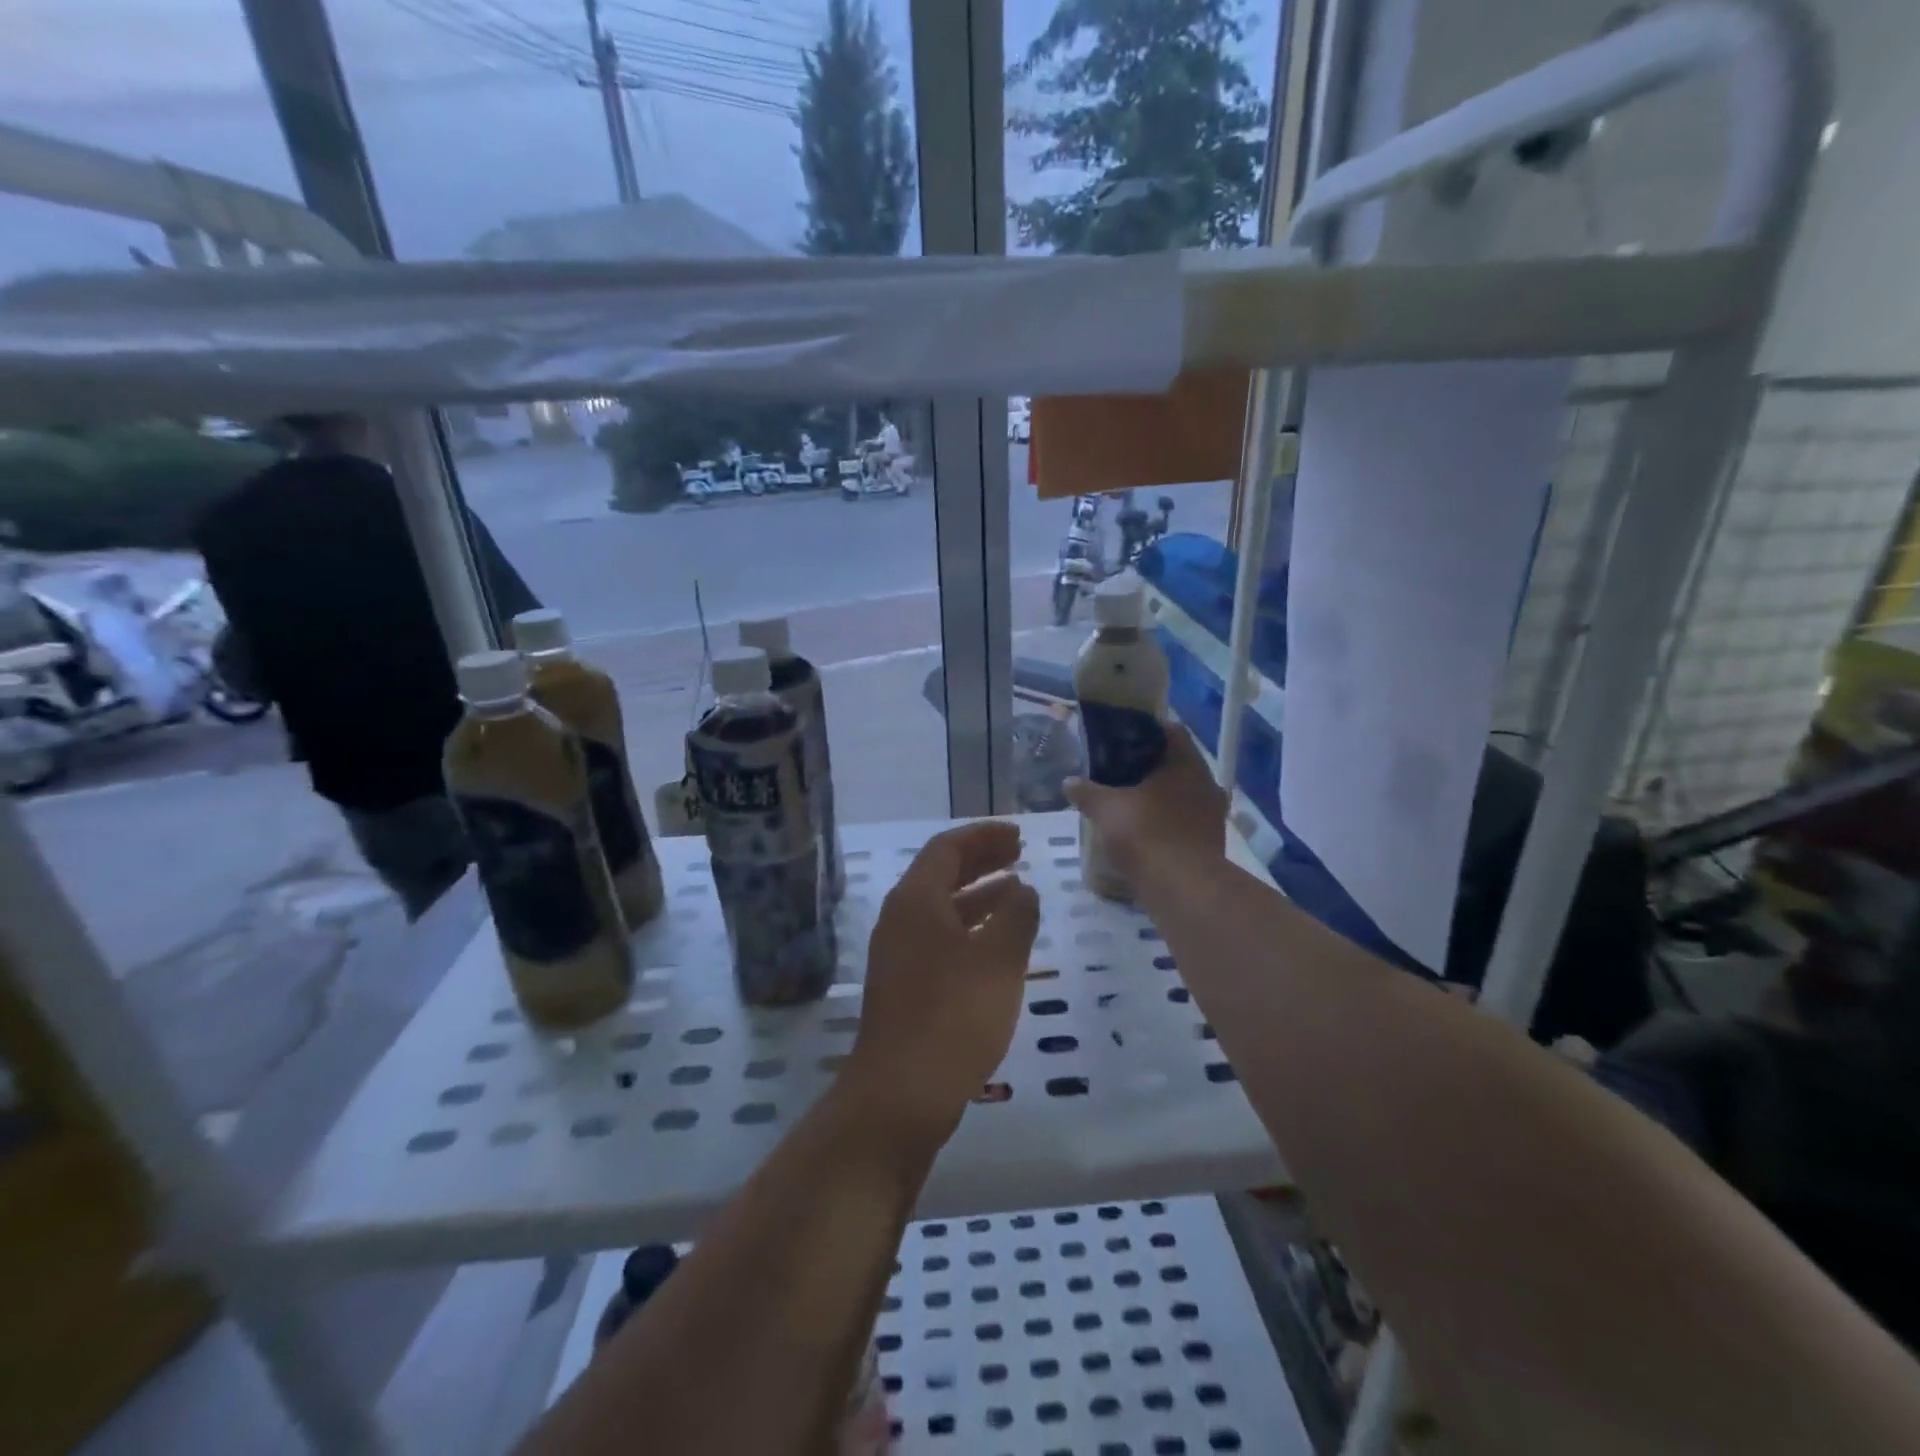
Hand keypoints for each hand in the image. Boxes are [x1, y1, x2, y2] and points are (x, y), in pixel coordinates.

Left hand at [844, 821, 1040, 1153]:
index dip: (984, 835)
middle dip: (981, 859)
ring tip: (1017, 890)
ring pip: (941, 907)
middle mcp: (900, 919)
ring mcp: (899, 953)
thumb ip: (1016, 916)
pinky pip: (940, 936)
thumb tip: (1023, 889)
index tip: (1018, 834)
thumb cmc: (953, 1015)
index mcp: (915, 901)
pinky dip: (970, 927)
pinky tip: (998, 942)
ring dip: (978, 893)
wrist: (901, 1093)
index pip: (947, 847)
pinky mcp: (905, 984)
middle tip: (1019, 853)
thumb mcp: (998, 960)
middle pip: (941, 873)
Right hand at [1065, 724, 1227, 883]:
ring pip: (1181, 796)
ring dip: (1158, 798)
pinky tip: (1141, 832)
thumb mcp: (1106, 809)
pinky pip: (1183, 823)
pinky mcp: (1209, 845)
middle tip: (1118, 771)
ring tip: (1127, 803)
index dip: (1146, 730)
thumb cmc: (1146, 834)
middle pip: (1176, 766)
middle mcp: (1206, 784)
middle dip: (1148, 768)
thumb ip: (1087, 792)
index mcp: (1187, 764)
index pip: (1171, 732)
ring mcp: (1212, 816)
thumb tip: (1069, 782)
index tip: (1122, 737)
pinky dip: (1164, 824)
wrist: (1182, 889)